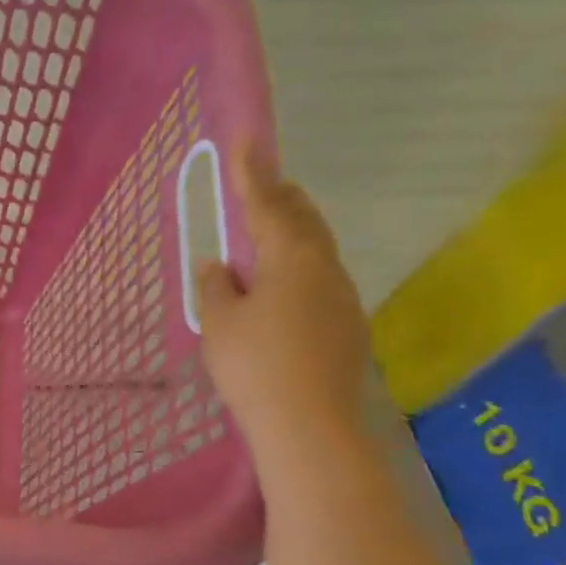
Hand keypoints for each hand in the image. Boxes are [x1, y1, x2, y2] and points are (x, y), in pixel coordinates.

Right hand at [195, 147, 369, 454]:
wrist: (310, 425)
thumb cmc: (255, 365)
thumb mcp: (220, 322)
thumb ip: (218, 286)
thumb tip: (221, 265)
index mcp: (292, 259)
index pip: (267, 205)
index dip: (252, 173)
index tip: (246, 139)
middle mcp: (325, 270)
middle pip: (304, 221)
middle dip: (281, 198)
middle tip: (261, 183)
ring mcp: (343, 299)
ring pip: (316, 252)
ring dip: (292, 234)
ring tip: (267, 234)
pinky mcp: (347, 328)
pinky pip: (320, 281)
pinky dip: (298, 269)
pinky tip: (281, 290)